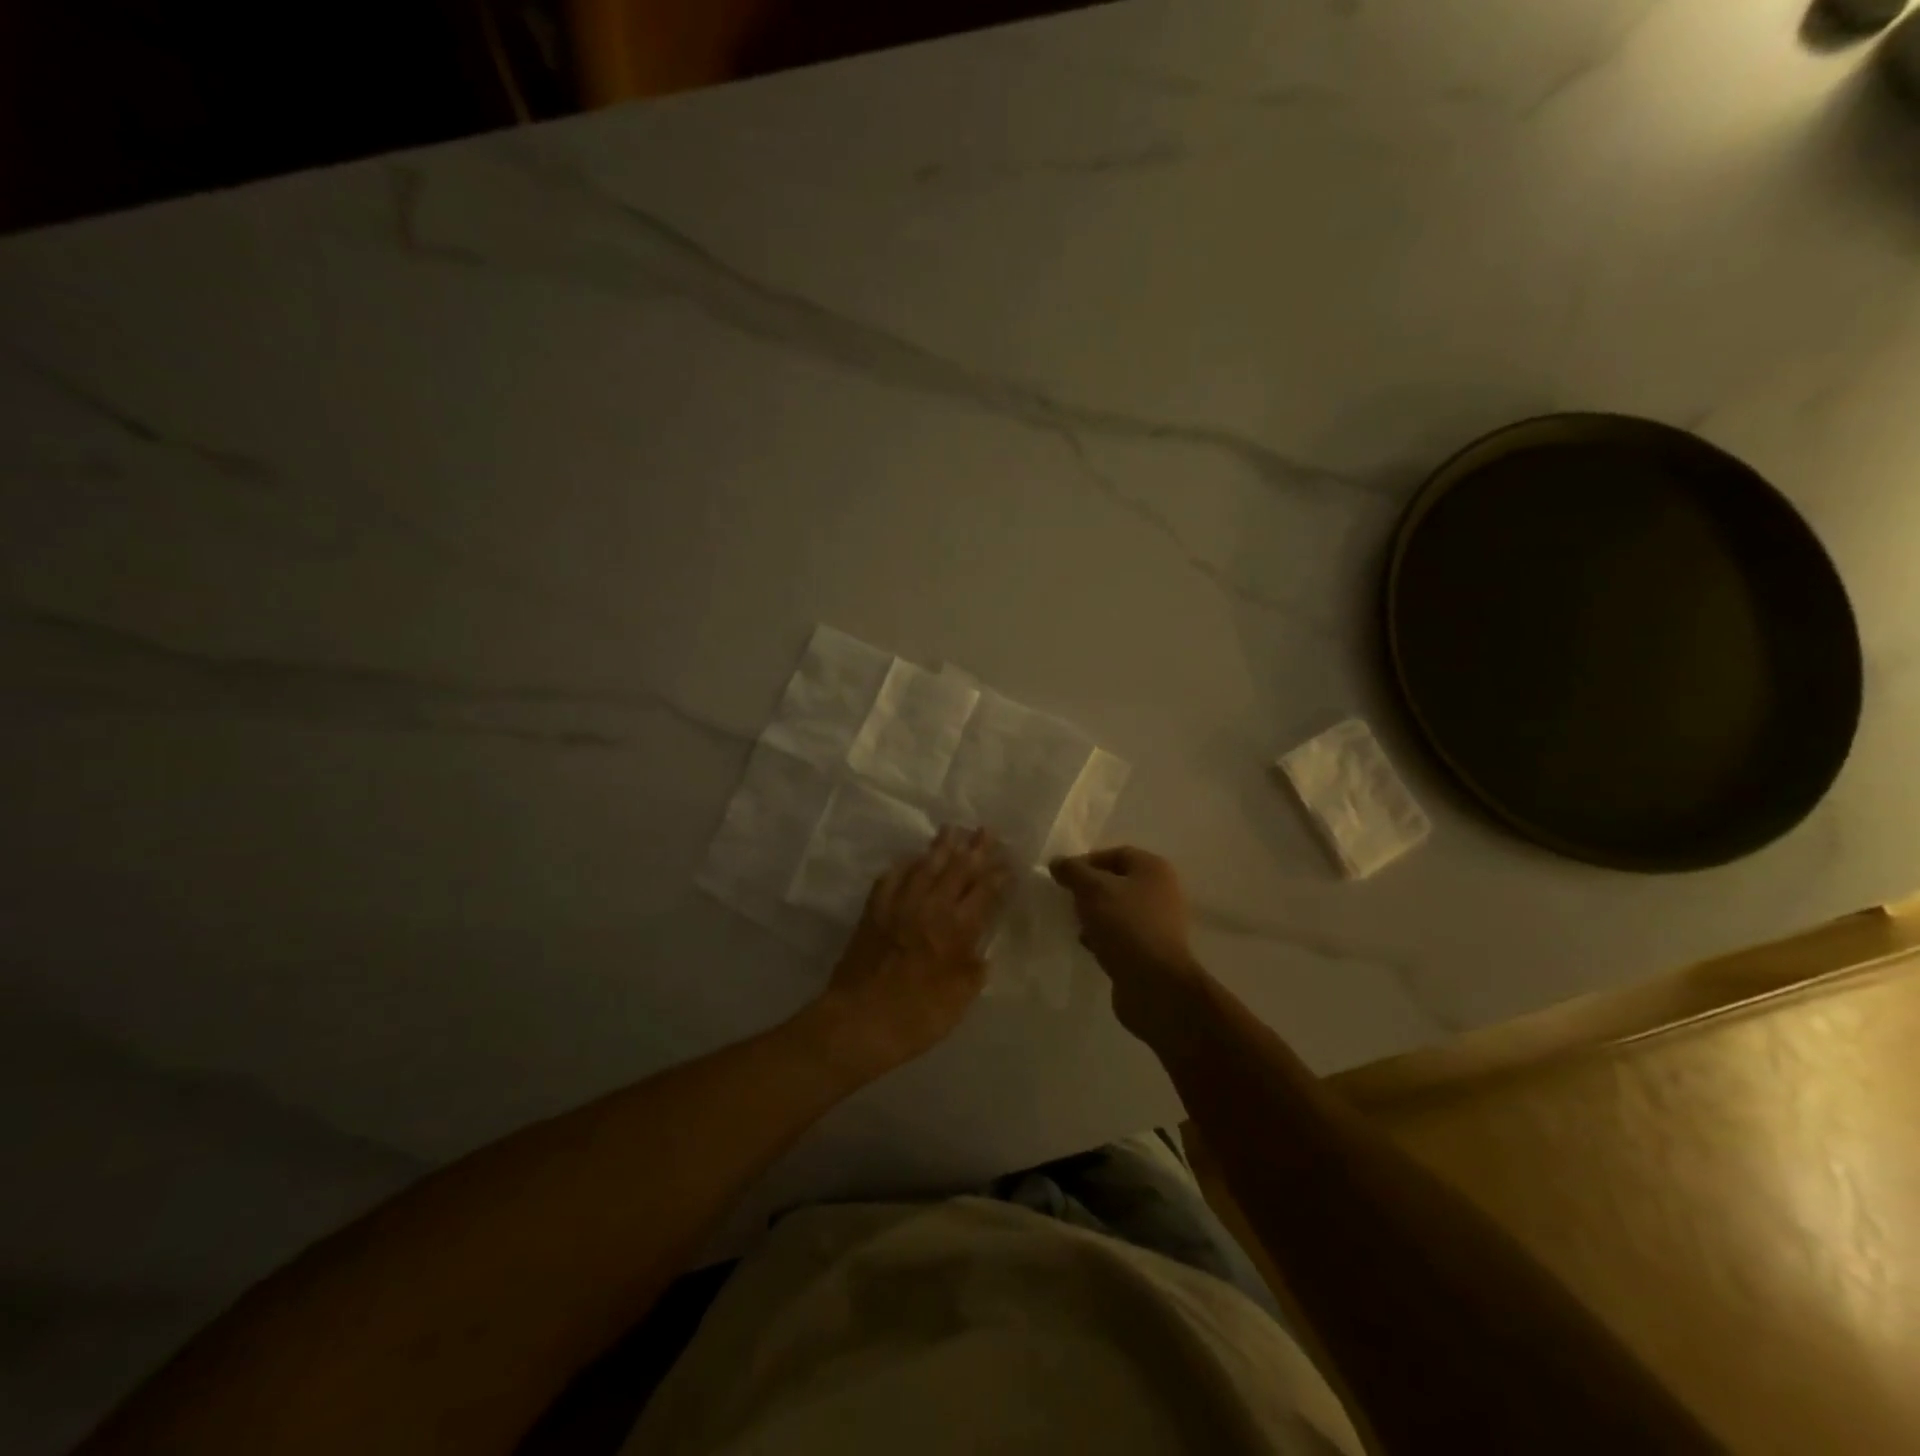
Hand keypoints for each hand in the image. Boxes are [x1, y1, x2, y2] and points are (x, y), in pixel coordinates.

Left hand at [810, 826, 1008, 1080]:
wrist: (859, 1022)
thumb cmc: (917, 1017)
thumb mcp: (960, 1000)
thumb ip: (973, 971)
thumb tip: (982, 953)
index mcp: (957, 929)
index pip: (985, 892)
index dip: (999, 874)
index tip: (1010, 861)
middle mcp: (930, 908)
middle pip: (957, 869)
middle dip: (975, 849)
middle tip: (986, 830)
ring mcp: (899, 905)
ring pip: (924, 866)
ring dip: (940, 847)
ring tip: (952, 829)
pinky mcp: (874, 911)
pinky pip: (891, 878)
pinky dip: (904, 865)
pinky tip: (910, 859)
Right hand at [1050, 846, 1207, 1037]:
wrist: (1154, 985)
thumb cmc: (1125, 925)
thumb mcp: (1092, 889)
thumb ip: (1073, 871)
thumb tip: (1057, 862)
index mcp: (1153, 869)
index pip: (1115, 853)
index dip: (1086, 861)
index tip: (1062, 876)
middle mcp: (1160, 892)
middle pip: (1116, 882)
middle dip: (1089, 890)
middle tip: (1066, 899)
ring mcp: (1158, 923)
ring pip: (1117, 910)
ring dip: (1094, 915)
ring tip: (1074, 923)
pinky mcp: (1150, 951)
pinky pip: (1121, 935)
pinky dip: (1103, 937)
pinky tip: (1088, 945)